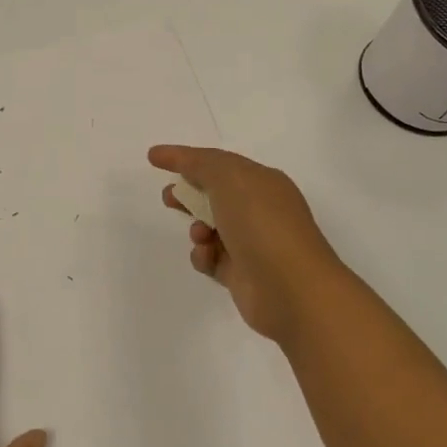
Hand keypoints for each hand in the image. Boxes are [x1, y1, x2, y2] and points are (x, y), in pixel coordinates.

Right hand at [149, 145, 351, 344]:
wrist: (292, 289)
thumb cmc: (262, 224)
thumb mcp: (229, 178)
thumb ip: (198, 163)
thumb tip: (175, 156)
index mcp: (263, 182)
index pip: (220, 163)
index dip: (187, 158)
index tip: (154, 158)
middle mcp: (260, 210)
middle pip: (215, 194)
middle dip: (188, 194)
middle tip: (169, 198)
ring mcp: (253, 244)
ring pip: (211, 228)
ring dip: (196, 228)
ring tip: (200, 235)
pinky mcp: (243, 275)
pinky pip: (212, 259)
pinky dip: (204, 256)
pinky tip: (208, 258)